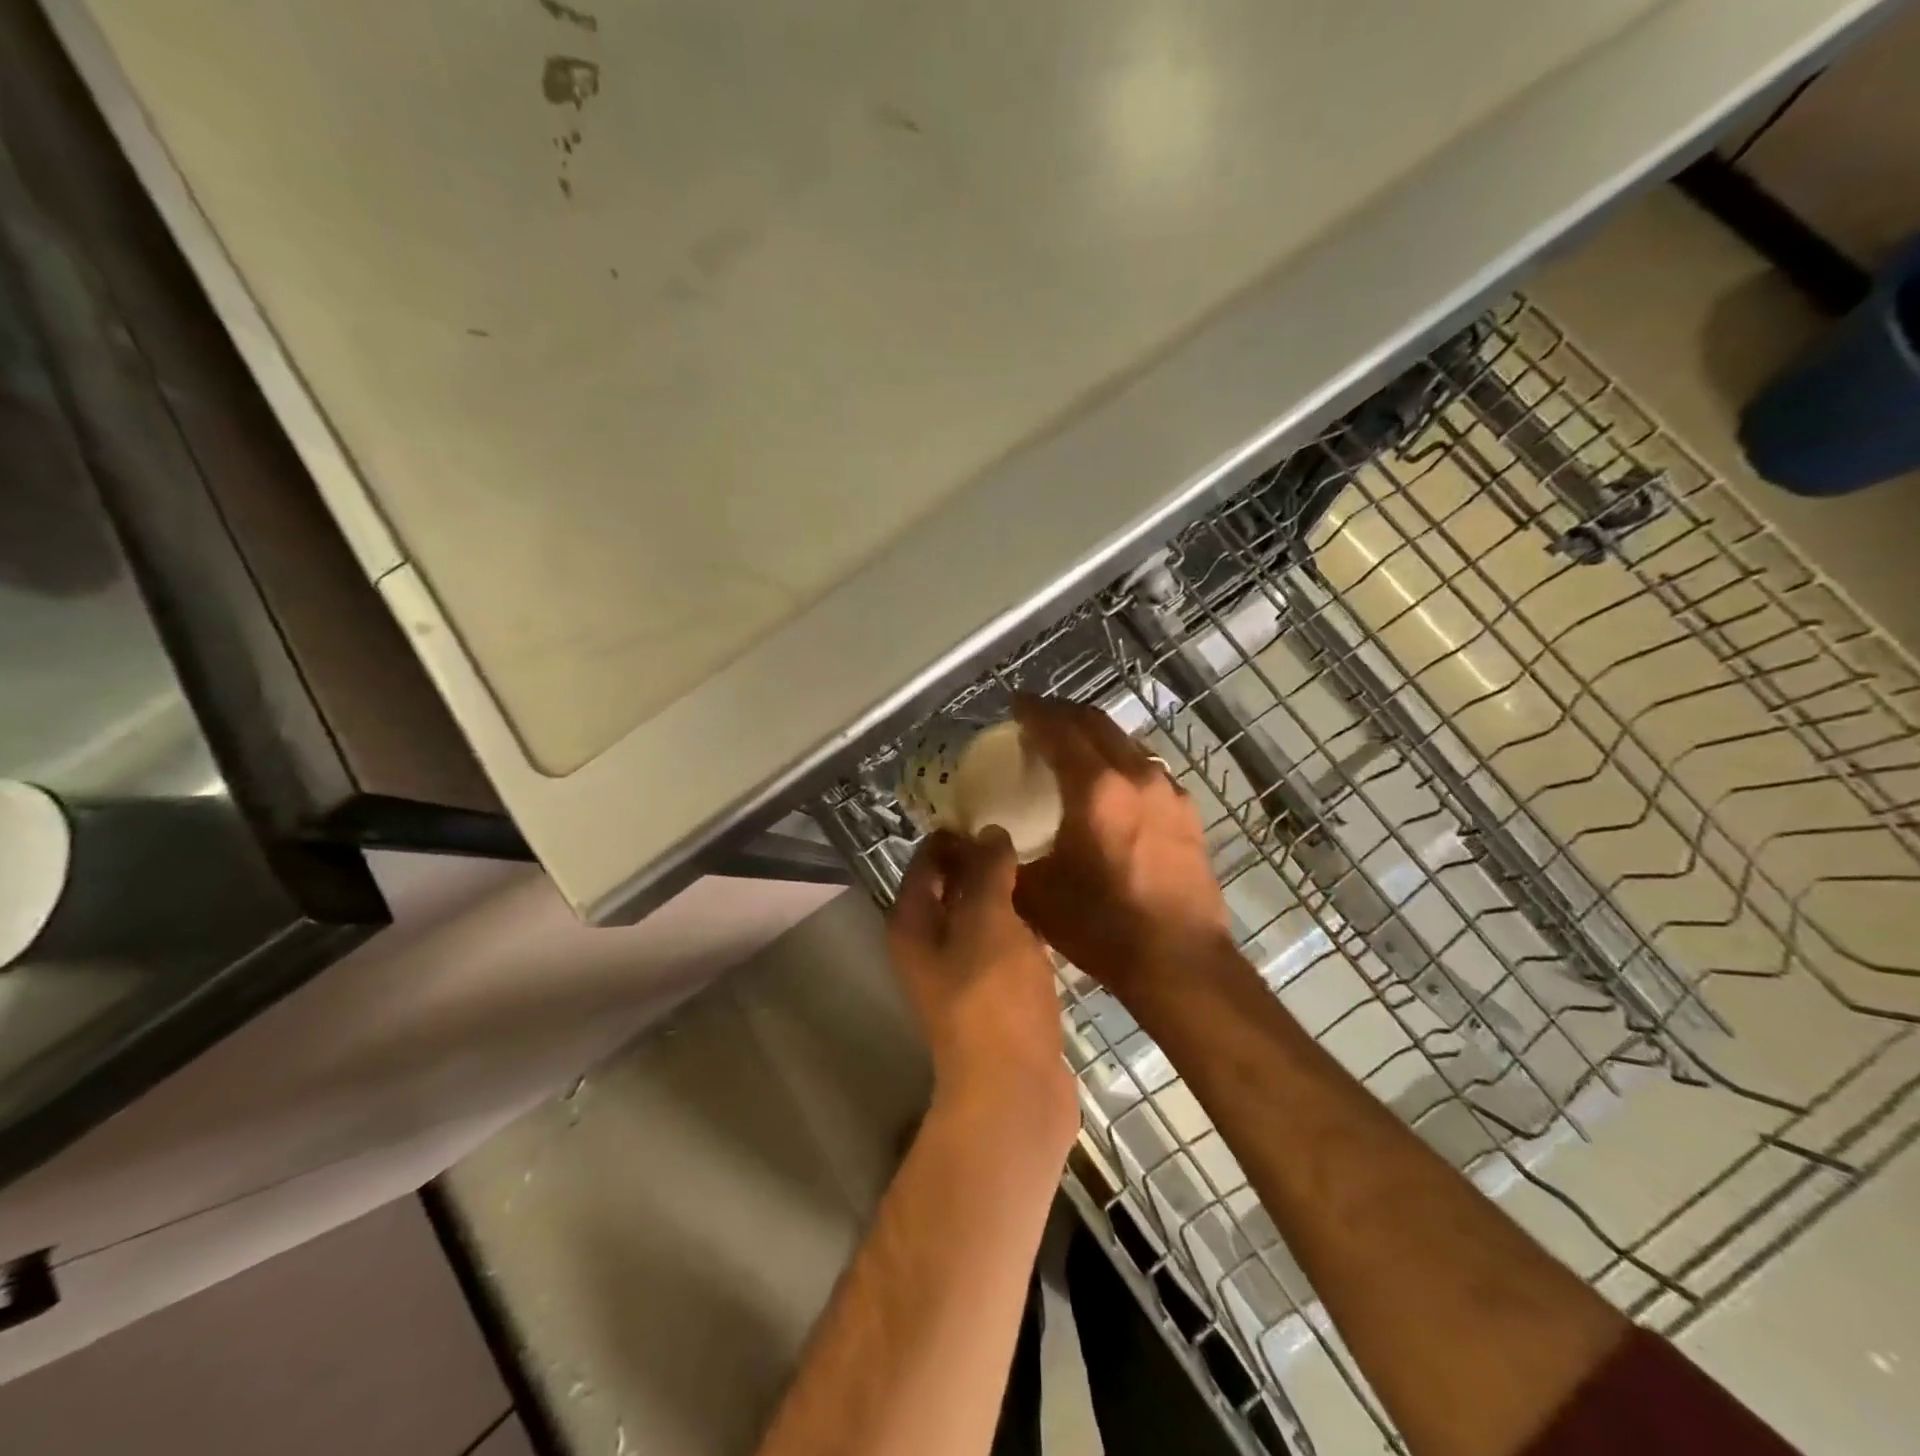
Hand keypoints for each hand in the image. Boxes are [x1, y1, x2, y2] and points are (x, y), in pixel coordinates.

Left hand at [888, 828, 1079, 1151]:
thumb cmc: (993, 999)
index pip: (927, 858)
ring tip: (1044, 859)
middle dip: (984, 857)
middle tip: (1028, 828)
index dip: (956, 831)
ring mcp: (963, 970)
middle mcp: (930, 942)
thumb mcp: (988, 922)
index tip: (996, 807)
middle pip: (953, 883)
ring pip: (982, 913)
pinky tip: (1054, 907)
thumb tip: (990, 832)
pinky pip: (1006, 941)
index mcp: (914, 921)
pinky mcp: (996, 992)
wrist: (1014, 1091)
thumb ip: (987, 871)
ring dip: (1007, 889)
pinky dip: (1023, 922)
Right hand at [1011, 695, 1231, 993]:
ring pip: (1127, 742)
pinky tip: (1114, 784)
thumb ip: (1004, 860)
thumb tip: (981, 843)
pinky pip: (1148, 768)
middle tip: (1038, 717)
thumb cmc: (1102, 926)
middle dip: (1064, 713)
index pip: (1059, 729)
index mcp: (1095, 788)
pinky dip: (1122, 761)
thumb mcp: (1037, 895)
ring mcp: (1168, 791)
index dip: (1034, 711)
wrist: (1179, 959)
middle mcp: (1135, 775)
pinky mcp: (1187, 812)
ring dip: (1096, 735)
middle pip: (1096, 723)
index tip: (1016, 703)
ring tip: (1073, 746)